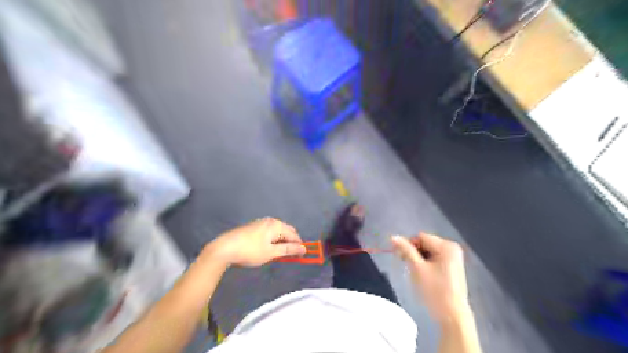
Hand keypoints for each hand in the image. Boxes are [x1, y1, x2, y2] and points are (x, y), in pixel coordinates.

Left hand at [207, 218, 306, 266]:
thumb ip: (288, 250)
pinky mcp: (253, 226)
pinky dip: (273, 239)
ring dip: (282, 241)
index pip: (294, 235)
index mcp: (276, 225)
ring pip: (278, 231)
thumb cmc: (250, 251)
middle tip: (290, 256)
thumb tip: (304, 249)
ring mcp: (261, 222)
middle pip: (287, 231)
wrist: (224, 248)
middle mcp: (270, 221)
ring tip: (279, 254)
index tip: (301, 257)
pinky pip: (269, 231)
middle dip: (291, 242)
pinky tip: (268, 248)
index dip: (299, 245)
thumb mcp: (271, 253)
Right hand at [391, 232, 467, 323]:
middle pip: (425, 244)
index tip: (400, 257)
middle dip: (414, 253)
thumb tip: (393, 236)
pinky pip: (435, 259)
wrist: (453, 317)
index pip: (421, 237)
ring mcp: (453, 259)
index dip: (409, 245)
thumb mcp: (417, 268)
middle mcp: (452, 249)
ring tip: (415, 273)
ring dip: (419, 260)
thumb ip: (406, 250)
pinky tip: (424, 276)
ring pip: (428, 252)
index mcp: (446, 246)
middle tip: (406, 264)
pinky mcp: (452, 268)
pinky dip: (426, 265)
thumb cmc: (435, 291)